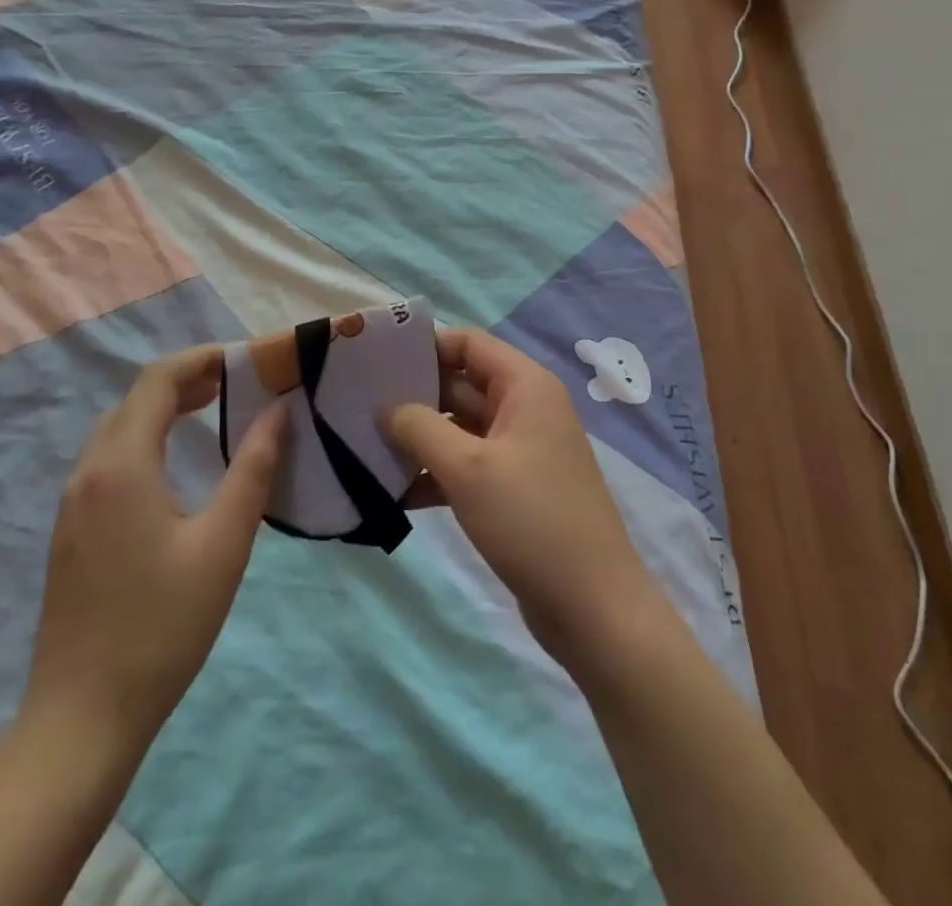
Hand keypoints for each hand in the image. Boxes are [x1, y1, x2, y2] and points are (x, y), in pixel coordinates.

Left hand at [23, 346, 287, 751]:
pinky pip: (109, 458)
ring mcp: (73, 502)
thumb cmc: (162, 627)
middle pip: (135, 399)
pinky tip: (175, 462)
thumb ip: (253, 470)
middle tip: (238, 383)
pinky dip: (146, 437)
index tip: (244, 359)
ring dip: (164, 407)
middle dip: (186, 379)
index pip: (157, 381)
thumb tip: (278, 413)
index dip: (200, 359)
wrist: (82, 718)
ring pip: (119, 428)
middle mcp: (88, 471)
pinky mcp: (71, 529)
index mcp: (122, 465)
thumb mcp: (223, 544)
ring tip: (214, 409)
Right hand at [382, 329, 664, 672]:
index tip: (377, 363)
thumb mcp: (467, 468)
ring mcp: (520, 450)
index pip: (467, 343)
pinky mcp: (513, 488)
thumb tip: (386, 407)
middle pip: (459, 383)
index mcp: (525, 386)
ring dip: (419, 438)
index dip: (424, 347)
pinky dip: (435, 473)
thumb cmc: (530, 520)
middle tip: (358, 406)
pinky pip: (466, 465)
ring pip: (459, 427)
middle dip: (413, 395)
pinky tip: (393, 492)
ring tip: (365, 447)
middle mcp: (524, 408)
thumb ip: (420, 427)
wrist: (593, 608)